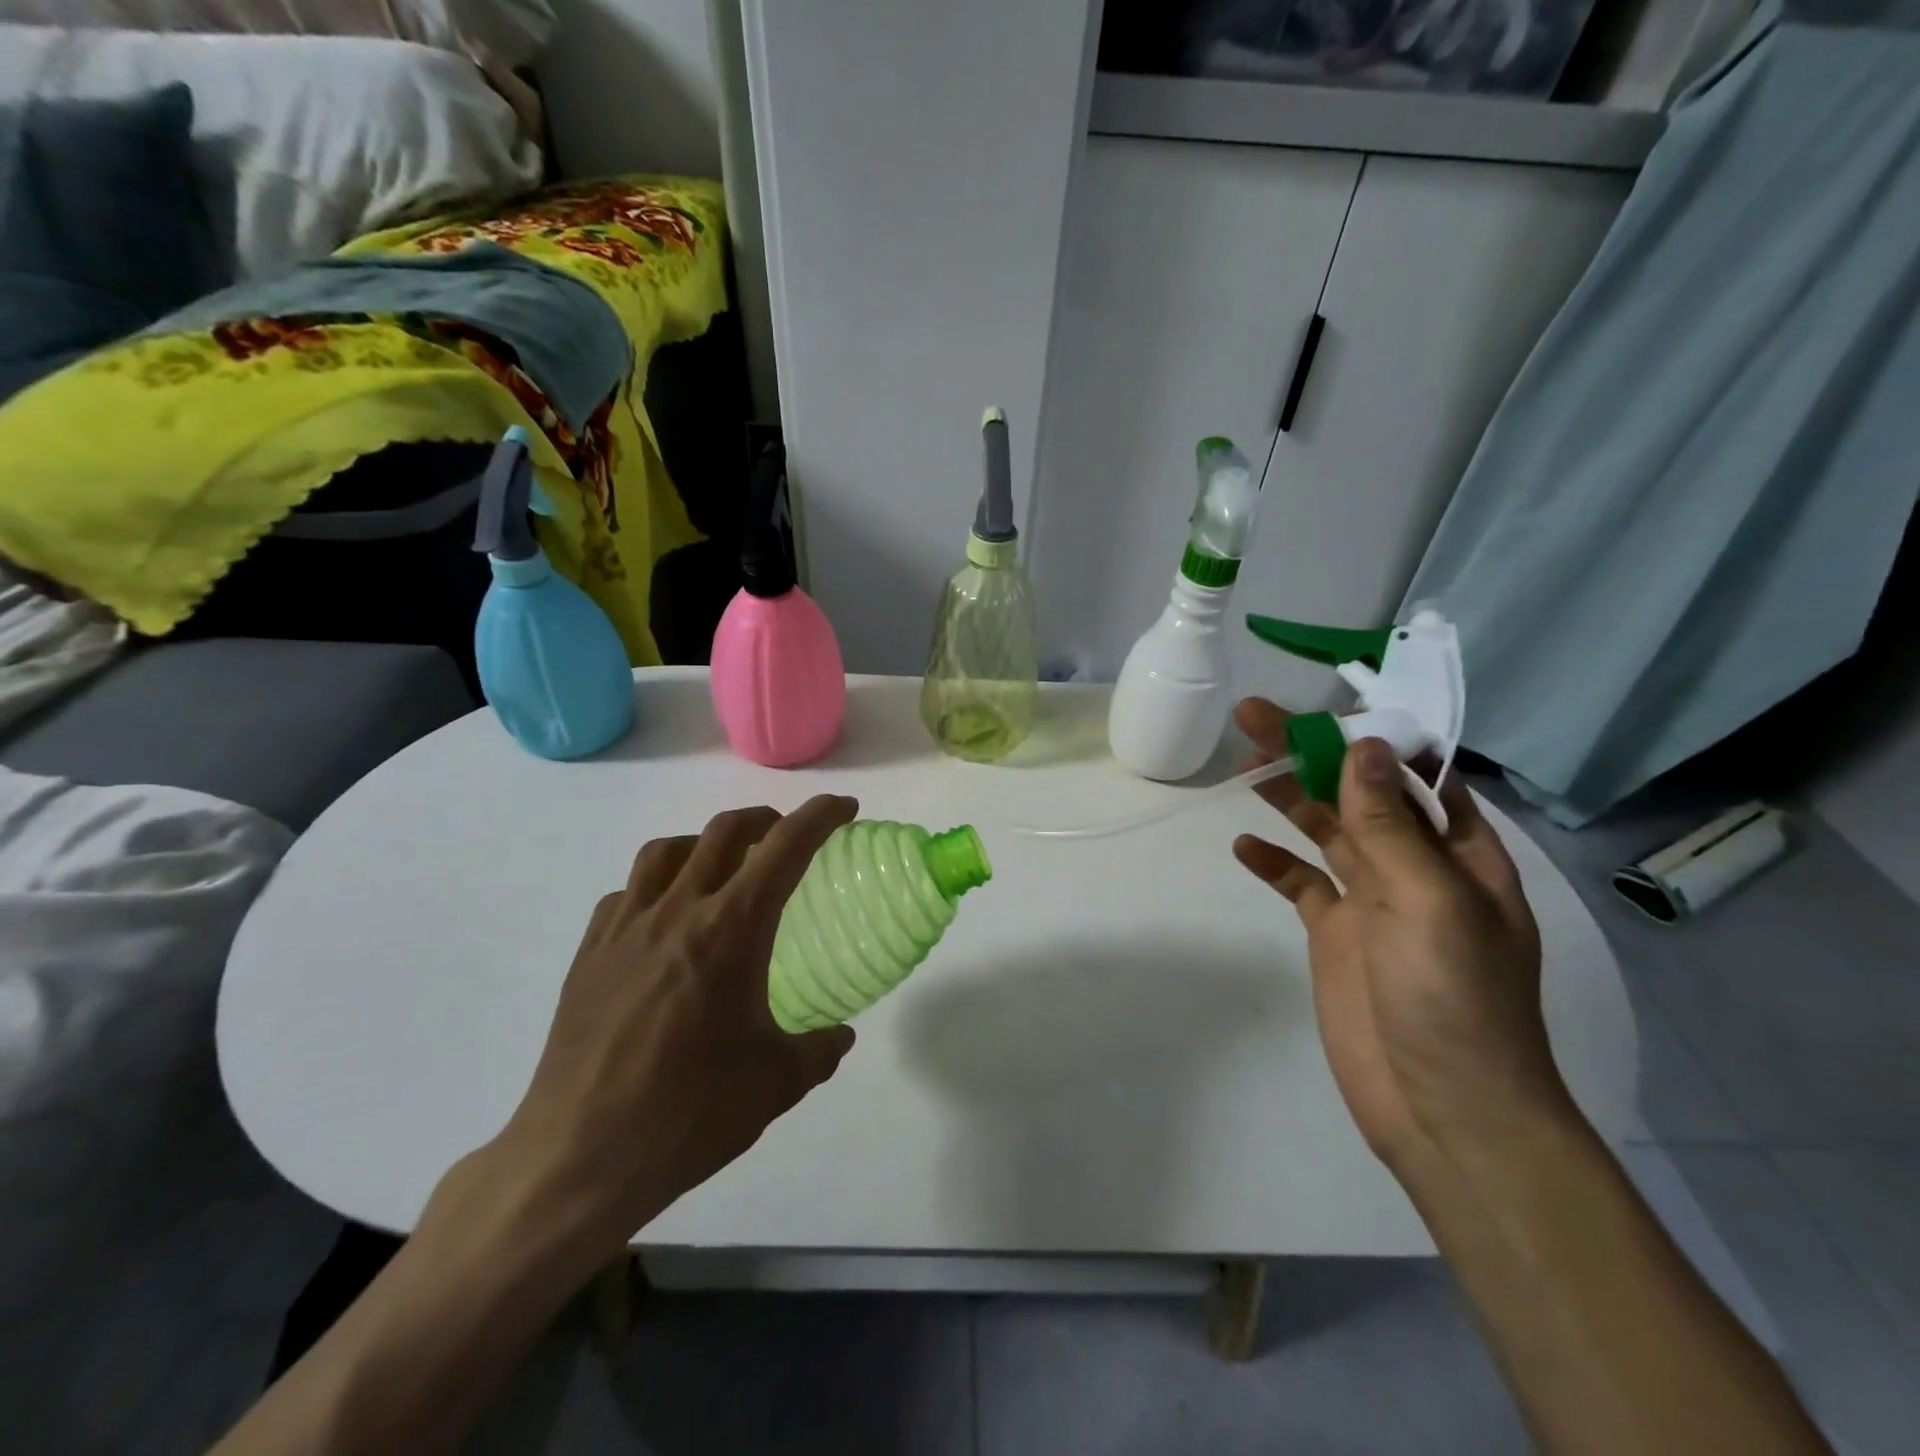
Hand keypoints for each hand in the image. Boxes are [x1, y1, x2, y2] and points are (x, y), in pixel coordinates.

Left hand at [493, 796, 859, 1267]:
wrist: (578, 1158)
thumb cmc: (688, 1113)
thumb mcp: (775, 1084)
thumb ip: (818, 1051)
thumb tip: (839, 1036)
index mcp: (730, 930)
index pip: (785, 847)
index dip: (820, 816)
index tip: (844, 808)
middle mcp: (677, 911)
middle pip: (724, 831)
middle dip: (764, 819)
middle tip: (785, 836)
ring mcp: (625, 928)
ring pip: (667, 850)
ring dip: (705, 843)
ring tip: (721, 868)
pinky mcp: (589, 953)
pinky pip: (626, 893)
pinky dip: (655, 886)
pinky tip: (663, 920)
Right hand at [1230, 699, 1570, 1171]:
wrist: (1443, 1110)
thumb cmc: (1455, 1001)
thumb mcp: (1430, 902)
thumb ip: (1390, 826)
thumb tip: (1367, 745)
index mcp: (1459, 853)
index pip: (1416, 774)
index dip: (1374, 736)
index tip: (1325, 705)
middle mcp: (1415, 868)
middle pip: (1358, 793)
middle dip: (1311, 753)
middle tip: (1253, 717)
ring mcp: (1372, 902)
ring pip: (1325, 831)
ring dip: (1288, 796)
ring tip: (1242, 762)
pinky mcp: (1334, 935)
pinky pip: (1301, 884)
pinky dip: (1273, 862)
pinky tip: (1243, 846)